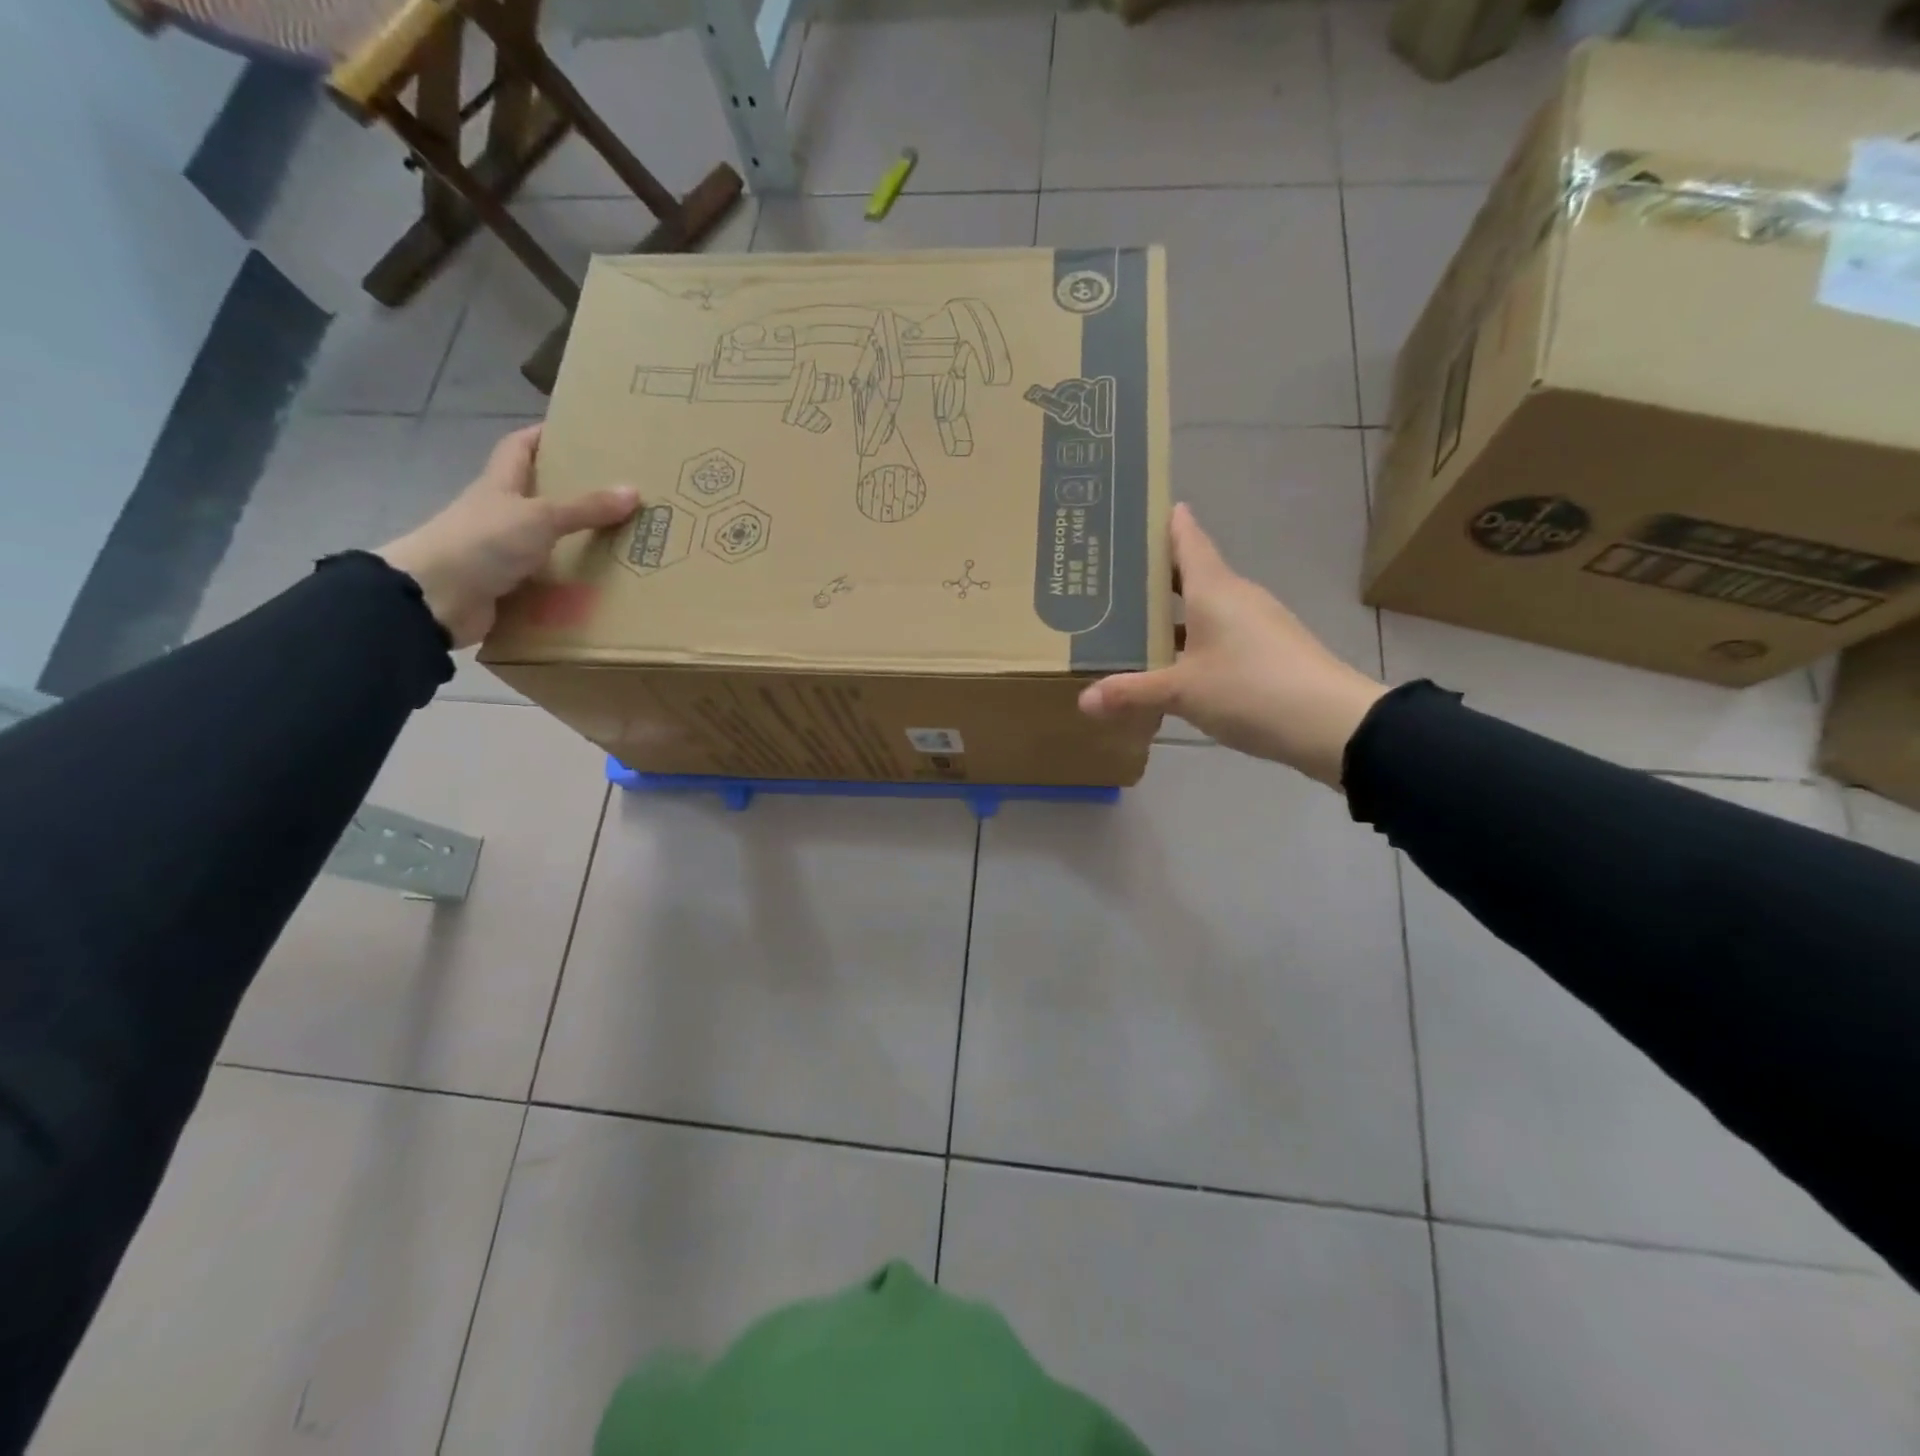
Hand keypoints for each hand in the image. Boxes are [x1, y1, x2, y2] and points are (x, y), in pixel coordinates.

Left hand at [377, 425, 638, 647]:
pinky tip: (596, 588)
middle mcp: (498, 514)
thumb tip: (633, 490)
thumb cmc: (484, 541)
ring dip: (573, 543)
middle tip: (614, 495)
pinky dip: (567, 584)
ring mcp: (499, 551)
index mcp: (500, 485)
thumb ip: (586, 508)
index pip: (519, 447)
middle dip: (570, 494)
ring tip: (617, 544)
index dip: (542, 435)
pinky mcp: (505, 586)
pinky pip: (544, 581)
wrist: (435, 598)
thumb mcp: (540, 517)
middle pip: (536, 495)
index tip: (576, 433)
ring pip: (543, 541)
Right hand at [1078, 503, 1387, 786]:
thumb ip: (1132, 693)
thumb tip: (1083, 700)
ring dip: (1173, 613)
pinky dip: (1193, 641)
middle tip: (1110, 579)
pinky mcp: (1270, 651)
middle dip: (1154, 575)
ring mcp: (1258, 623)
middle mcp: (1237, 596)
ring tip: (1132, 625)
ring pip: (1206, 608)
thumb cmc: (1252, 689)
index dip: (1165, 522)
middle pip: (1192, 573)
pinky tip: (1173, 665)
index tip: (1136, 510)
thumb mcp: (1182, 692)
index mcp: (1215, 589)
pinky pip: (1220, 635)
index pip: (1187, 539)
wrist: (1334, 724)